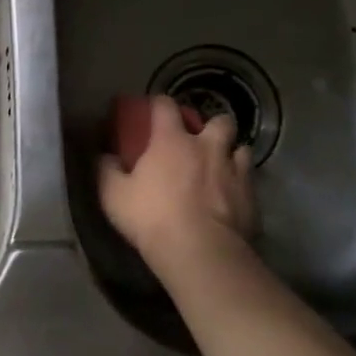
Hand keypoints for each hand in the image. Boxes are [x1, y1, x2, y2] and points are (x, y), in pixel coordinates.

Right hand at [98, 96, 256, 272]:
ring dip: (231, 153)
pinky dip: (242, 184)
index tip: (153, 110)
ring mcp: (235, 170)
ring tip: (221, 168)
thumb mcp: (113, 195)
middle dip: (211, 126)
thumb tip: (104, 156)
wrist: (200, 251)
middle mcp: (208, 146)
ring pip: (242, 148)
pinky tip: (233, 197)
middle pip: (219, 120)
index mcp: (171, 140)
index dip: (159, 104)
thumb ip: (107, 170)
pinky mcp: (252, 196)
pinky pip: (250, 181)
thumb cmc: (152, 217)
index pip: (166, 105)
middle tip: (199, 142)